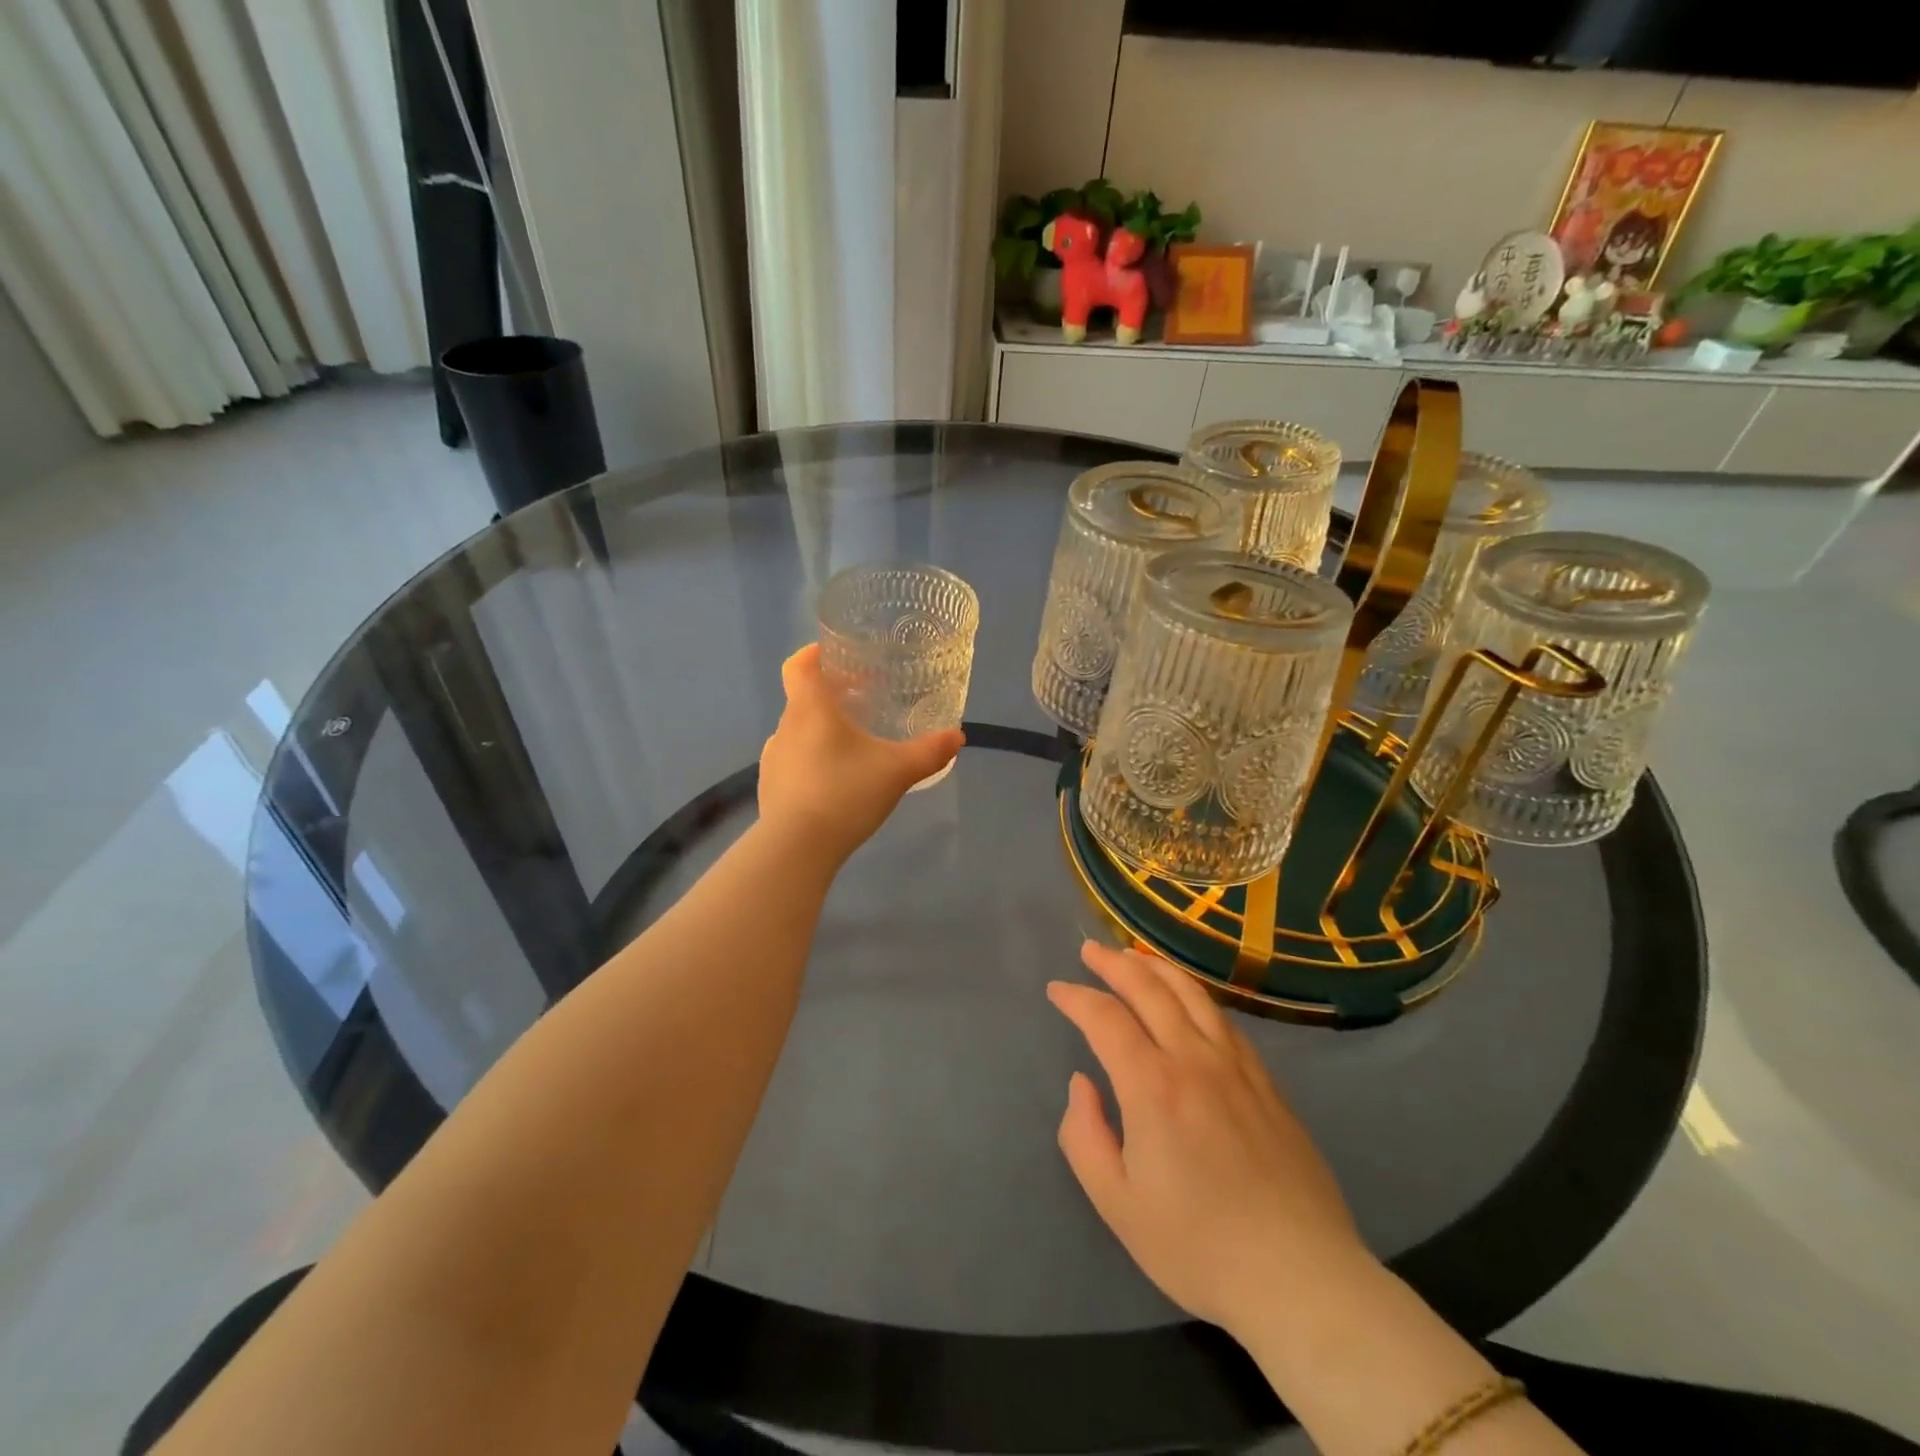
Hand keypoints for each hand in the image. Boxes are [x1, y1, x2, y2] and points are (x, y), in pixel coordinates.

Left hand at [757, 644, 963, 863]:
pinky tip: (834, 783)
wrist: (798, 848)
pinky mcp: (771, 788)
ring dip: (820, 732)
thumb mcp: (897, 771)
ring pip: (797, 733)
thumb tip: (958, 736)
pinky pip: (792, 763)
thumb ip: (929, 752)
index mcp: (810, 709)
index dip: (814, 654)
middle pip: (802, 699)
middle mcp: (785, 727)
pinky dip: (810, 762)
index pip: (799, 665)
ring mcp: (773, 760)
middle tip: (861, 702)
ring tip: (851, 747)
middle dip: (830, 697)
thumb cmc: (845, 793)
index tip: (837, 656)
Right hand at [1047, 942, 1368, 1335]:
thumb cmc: (1198, 1247)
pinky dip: (1194, 995)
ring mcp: (1237, 1066)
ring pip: (1192, 994)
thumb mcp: (1117, 1204)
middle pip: (1150, 988)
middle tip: (1089, 950)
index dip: (1076, 998)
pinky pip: (1223, 1019)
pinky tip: (1188, 1000)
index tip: (1056, 990)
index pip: (1105, 1018)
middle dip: (1114, 963)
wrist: (1301, 1277)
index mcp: (1152, 1086)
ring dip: (1156, 967)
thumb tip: (1082, 1083)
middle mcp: (1194, 1059)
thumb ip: (1084, 1135)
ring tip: (1133, 957)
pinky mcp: (1267, 1081)